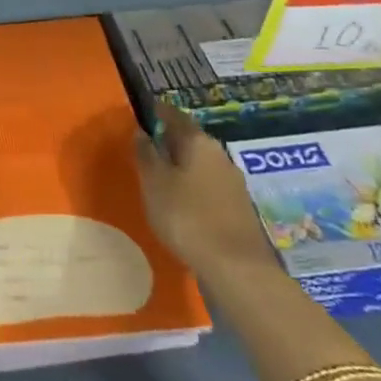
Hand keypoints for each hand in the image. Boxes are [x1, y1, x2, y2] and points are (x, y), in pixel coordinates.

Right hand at [134, 116, 277, 285]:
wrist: (237, 268)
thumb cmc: (187, 217)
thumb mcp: (154, 184)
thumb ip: (146, 154)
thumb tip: (141, 131)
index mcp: (198, 142)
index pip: (174, 115)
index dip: (156, 112)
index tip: (142, 113)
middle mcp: (219, 154)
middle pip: (190, 139)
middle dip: (169, 140)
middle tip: (147, 147)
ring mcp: (233, 181)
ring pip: (201, 163)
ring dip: (182, 165)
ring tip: (161, 177)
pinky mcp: (239, 207)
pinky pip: (210, 185)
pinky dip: (194, 186)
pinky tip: (183, 202)